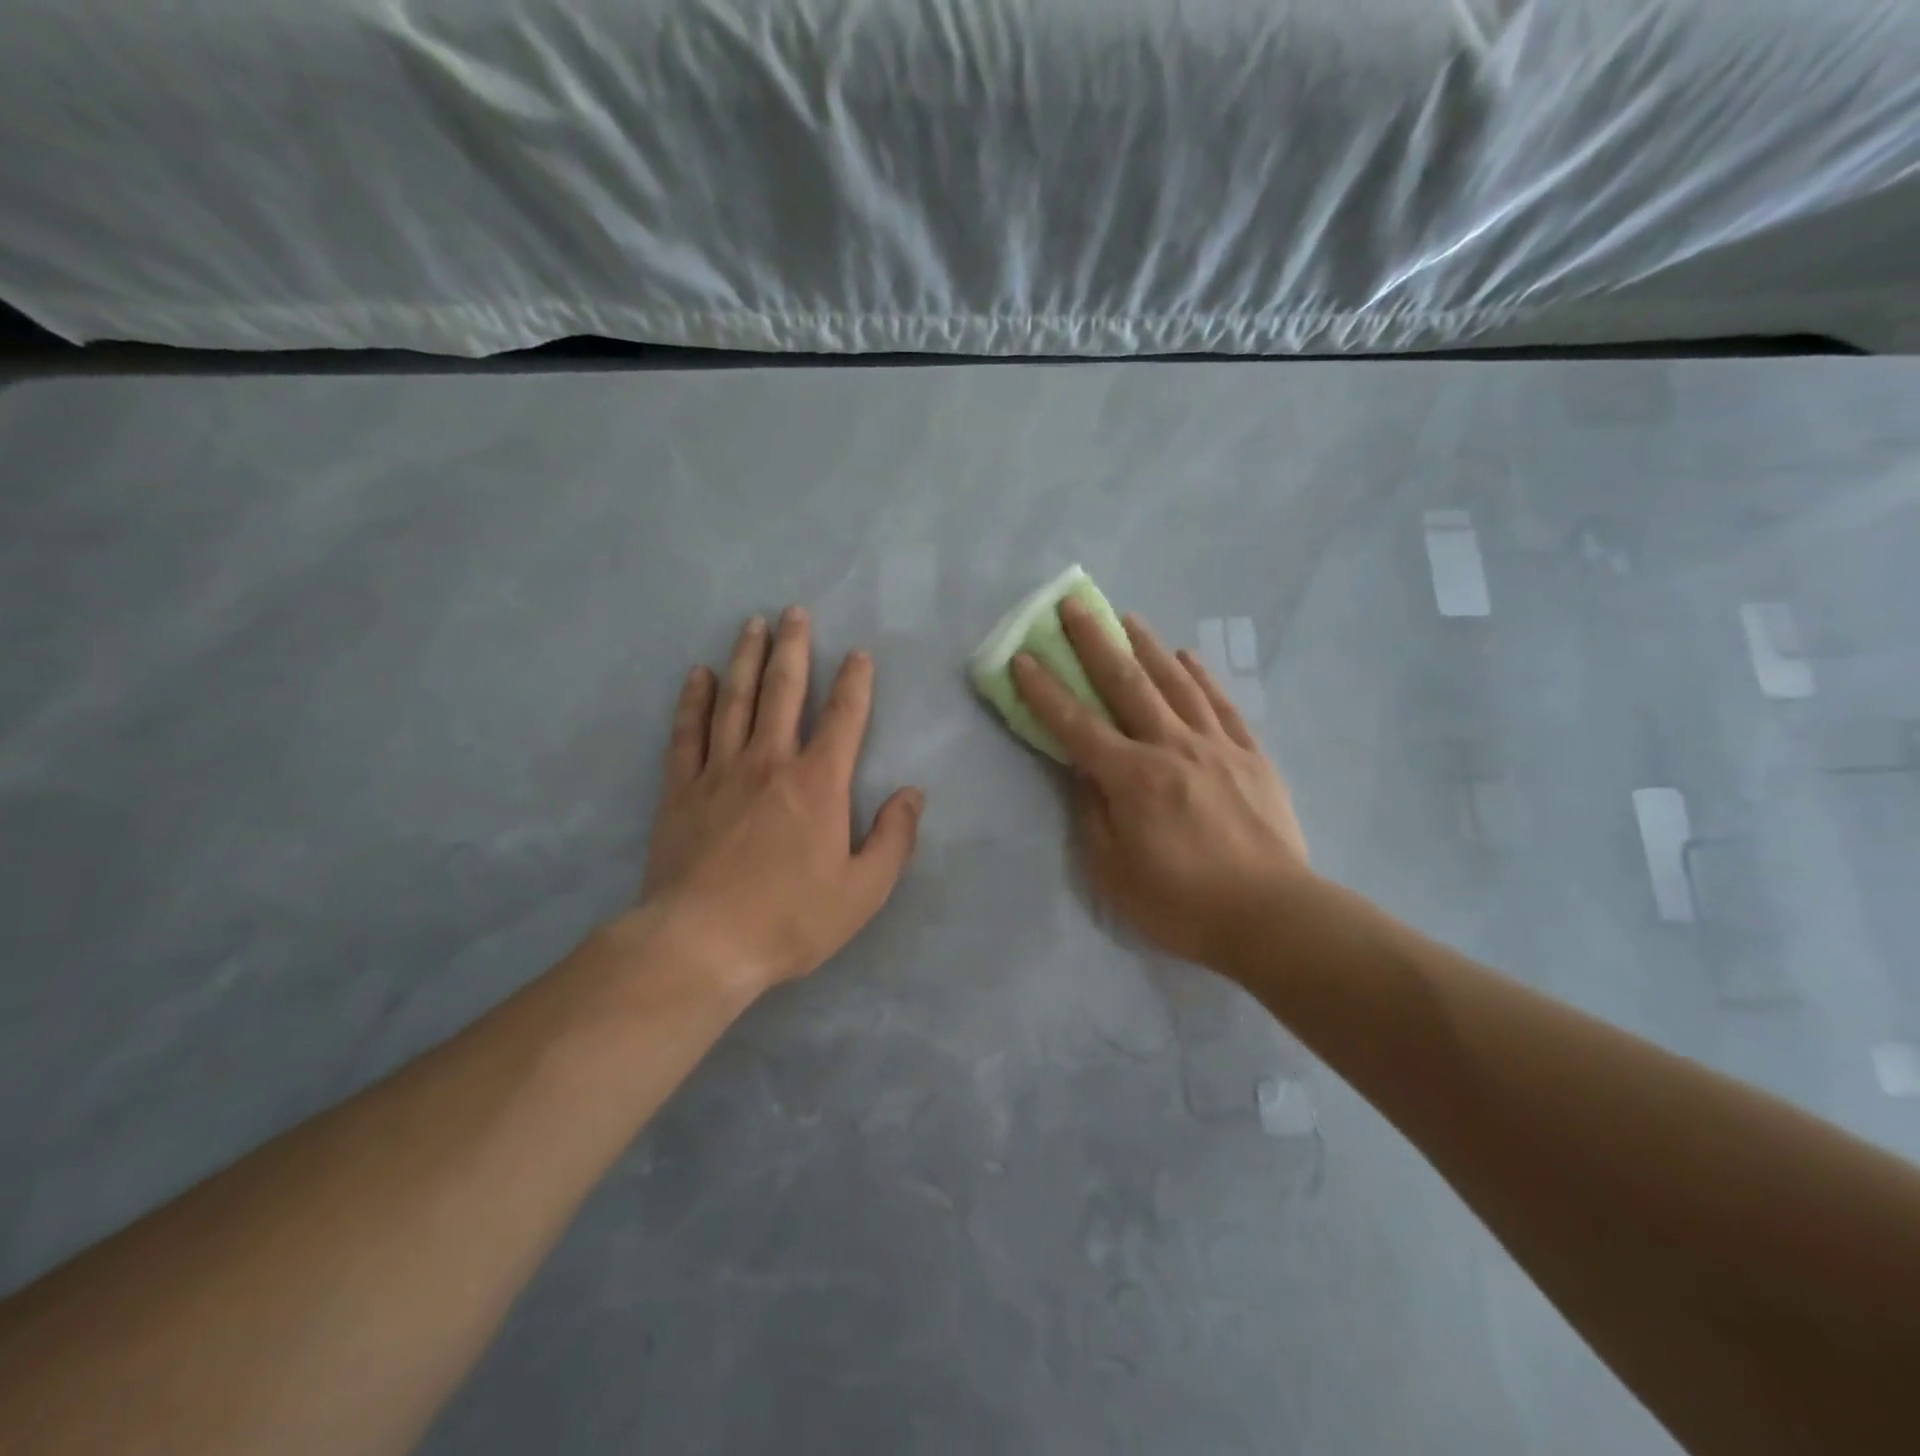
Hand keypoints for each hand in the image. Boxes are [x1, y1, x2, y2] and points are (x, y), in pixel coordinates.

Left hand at [631, 608, 923, 1001]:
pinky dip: (694, 701)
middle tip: (795, 612)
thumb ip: (894, 838)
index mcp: (818, 783)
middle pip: (784, 691)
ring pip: (736, 700)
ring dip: (746, 659)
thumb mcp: (863, 891)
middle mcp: (770, 762)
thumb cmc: (790, 919)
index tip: (858, 653)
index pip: (844, 718)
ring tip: (752, 625)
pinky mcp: (681, 789)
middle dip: (794, 648)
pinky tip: (699, 676)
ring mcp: (720, 771)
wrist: (702, 944)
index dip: (855, 682)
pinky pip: (688, 732)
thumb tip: (913, 793)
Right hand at [1011, 600, 1309, 970]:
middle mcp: (1172, 748)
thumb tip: (1082, 770)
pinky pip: (1222, 706)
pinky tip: (1188, 657)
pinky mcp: (1251, 756)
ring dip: (1148, 646)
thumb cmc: (1182, 904)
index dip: (1044, 691)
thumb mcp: (1114, 873)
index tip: (1023, 657)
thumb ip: (1092, 814)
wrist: (1271, 917)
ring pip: (1176, 683)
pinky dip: (1202, 677)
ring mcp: (1216, 747)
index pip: (1076, 725)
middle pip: (1127, 684)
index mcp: (1132, 779)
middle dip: (1095, 642)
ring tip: (1128, 617)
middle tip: (1074, 605)